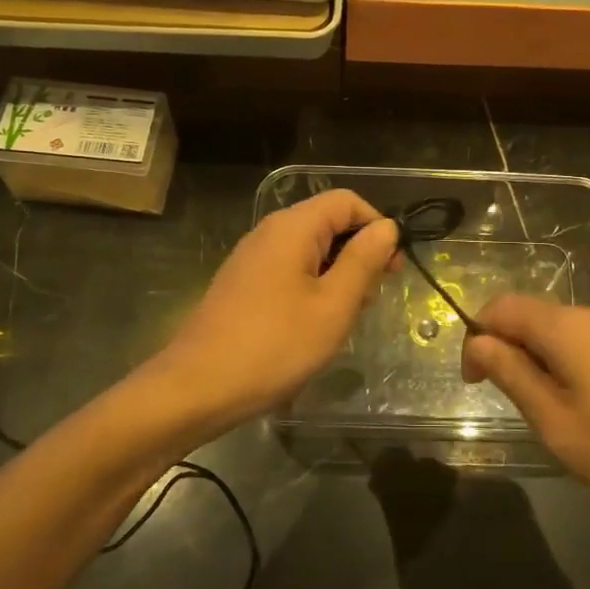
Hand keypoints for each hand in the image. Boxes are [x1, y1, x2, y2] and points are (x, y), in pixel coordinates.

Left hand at [152, 190, 398, 430]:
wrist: (197, 387)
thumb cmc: (275, 346)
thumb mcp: (333, 305)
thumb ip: (363, 261)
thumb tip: (387, 227)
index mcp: (293, 228)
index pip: (347, 201)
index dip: (376, 226)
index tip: (392, 268)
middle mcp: (269, 232)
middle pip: (328, 223)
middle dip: (358, 254)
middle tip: (371, 300)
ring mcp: (252, 259)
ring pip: (310, 251)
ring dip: (337, 277)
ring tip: (344, 320)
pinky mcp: (243, 285)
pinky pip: (289, 272)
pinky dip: (312, 289)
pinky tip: (314, 327)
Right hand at [460, 294, 589, 538]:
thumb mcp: (557, 423)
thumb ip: (512, 375)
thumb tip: (478, 342)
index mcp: (566, 326)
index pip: (501, 307)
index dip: (477, 337)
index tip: (475, 383)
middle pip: (535, 317)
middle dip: (512, 352)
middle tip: (519, 406)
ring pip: (566, 332)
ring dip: (546, 362)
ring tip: (559, 415)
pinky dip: (577, 366)